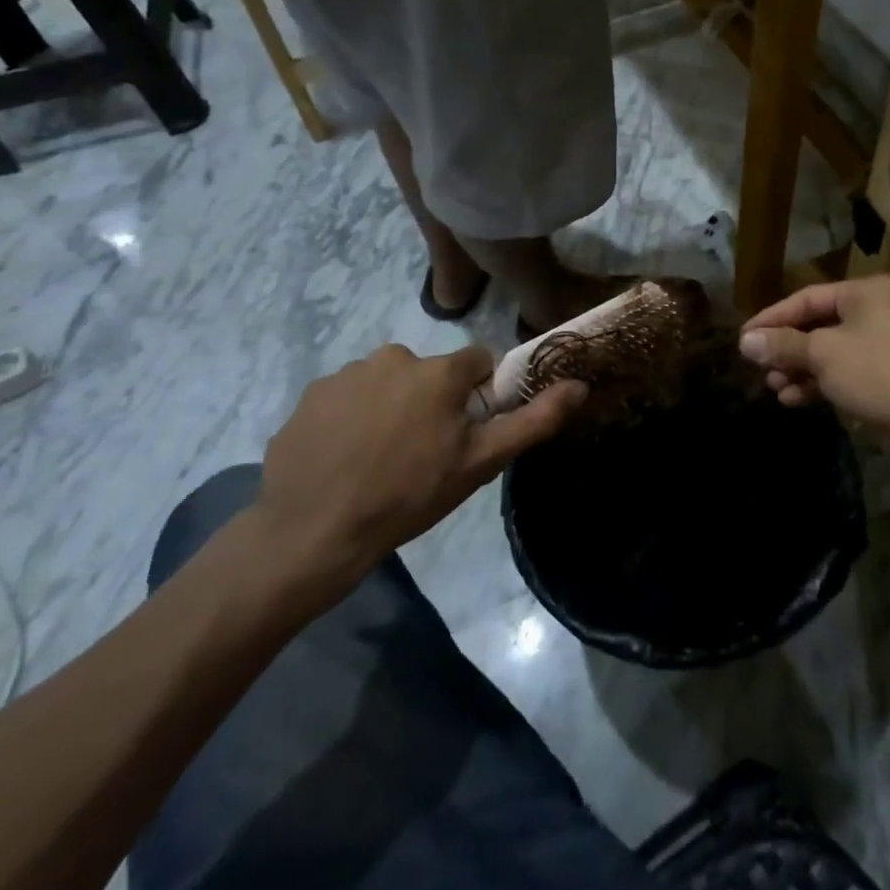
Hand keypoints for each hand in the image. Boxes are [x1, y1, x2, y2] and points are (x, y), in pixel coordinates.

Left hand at [251, 345, 583, 608]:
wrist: (313, 532)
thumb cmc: (409, 496)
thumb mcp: (479, 464)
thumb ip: (533, 420)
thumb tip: (578, 385)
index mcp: (438, 370)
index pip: (476, 363)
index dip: (478, 395)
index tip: (467, 431)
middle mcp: (393, 357)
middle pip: (429, 373)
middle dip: (431, 402)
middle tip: (423, 452)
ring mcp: (346, 374)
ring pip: (386, 384)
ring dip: (390, 408)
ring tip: (379, 459)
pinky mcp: (311, 396)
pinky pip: (346, 399)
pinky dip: (351, 420)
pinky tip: (345, 459)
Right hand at [739, 275, 889, 441]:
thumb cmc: (879, 372)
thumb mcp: (824, 355)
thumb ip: (783, 345)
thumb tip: (745, 341)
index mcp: (866, 291)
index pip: (806, 298)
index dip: (771, 318)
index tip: (744, 338)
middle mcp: (879, 309)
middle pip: (818, 324)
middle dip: (787, 349)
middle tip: (760, 369)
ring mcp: (888, 342)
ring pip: (832, 350)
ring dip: (801, 369)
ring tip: (776, 388)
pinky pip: (848, 369)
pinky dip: (822, 381)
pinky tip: (797, 400)